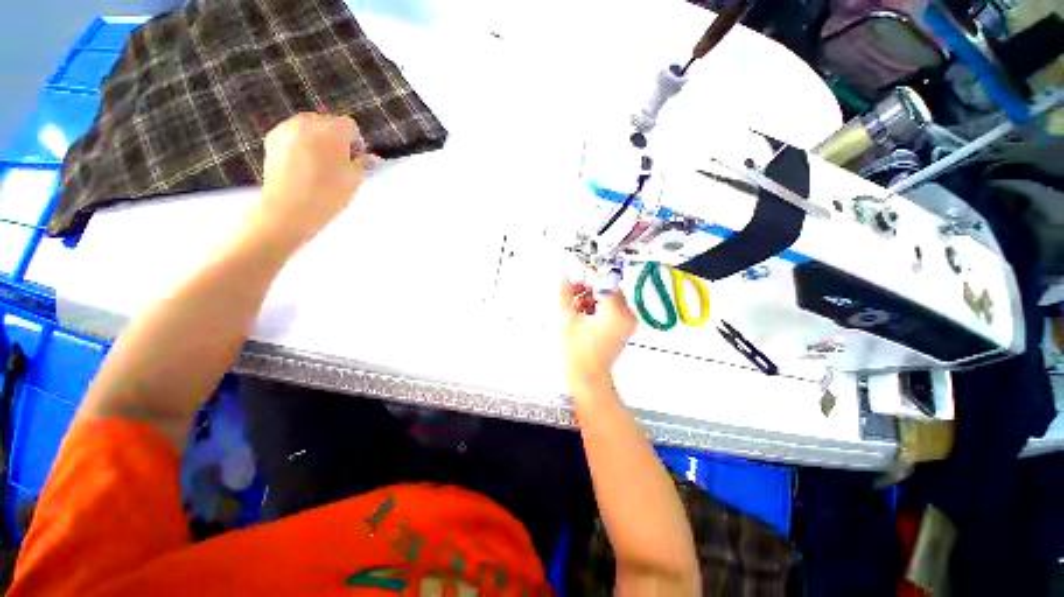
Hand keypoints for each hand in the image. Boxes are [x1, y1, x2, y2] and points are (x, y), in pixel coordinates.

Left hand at [254, 113, 379, 246]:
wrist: (288, 209)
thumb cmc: (328, 194)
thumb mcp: (354, 180)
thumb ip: (364, 164)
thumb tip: (373, 159)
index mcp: (332, 130)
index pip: (351, 127)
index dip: (358, 144)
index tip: (358, 162)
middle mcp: (308, 121)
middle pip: (329, 124)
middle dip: (337, 140)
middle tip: (340, 165)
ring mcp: (286, 128)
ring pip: (310, 129)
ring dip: (319, 142)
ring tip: (320, 166)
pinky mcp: (272, 139)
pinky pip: (294, 136)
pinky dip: (301, 145)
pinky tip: (303, 166)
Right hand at [560, 281, 637, 395]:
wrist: (587, 378)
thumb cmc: (576, 352)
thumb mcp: (567, 320)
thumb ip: (565, 295)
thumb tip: (563, 278)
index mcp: (617, 313)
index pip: (605, 283)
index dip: (588, 277)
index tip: (573, 276)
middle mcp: (627, 315)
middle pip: (608, 289)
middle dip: (588, 288)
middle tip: (571, 292)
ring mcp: (627, 322)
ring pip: (608, 298)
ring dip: (590, 297)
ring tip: (574, 306)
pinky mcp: (623, 328)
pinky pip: (610, 308)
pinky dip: (596, 307)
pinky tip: (582, 314)